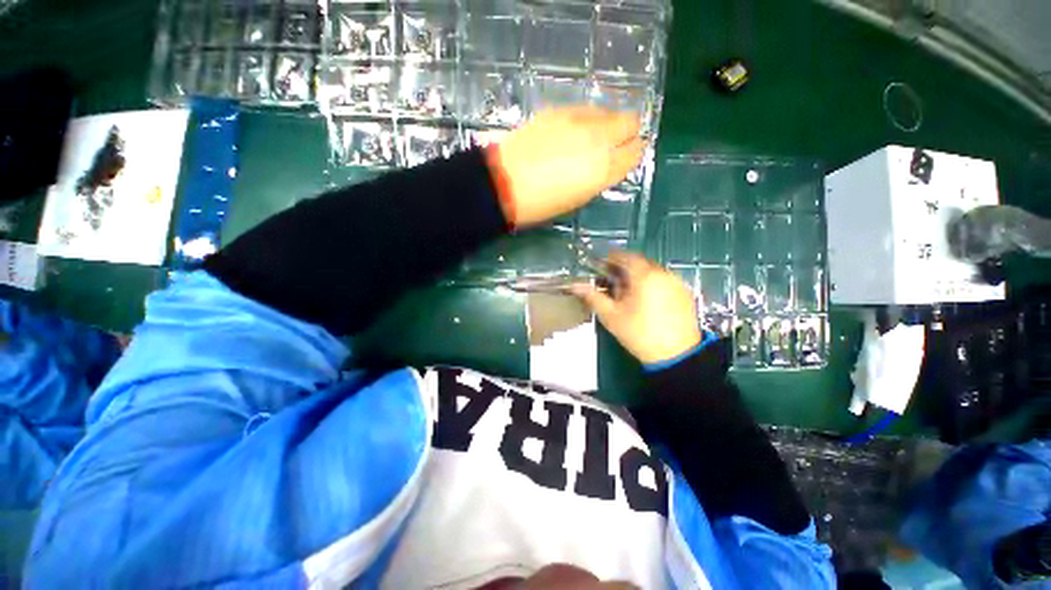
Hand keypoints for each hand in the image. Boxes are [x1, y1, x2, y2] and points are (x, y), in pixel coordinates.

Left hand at [491, 107, 644, 226]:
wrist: (503, 183)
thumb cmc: (542, 203)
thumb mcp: (579, 198)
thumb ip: (600, 176)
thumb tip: (607, 162)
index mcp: (605, 168)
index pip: (636, 151)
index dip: (632, 153)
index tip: (624, 158)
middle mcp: (599, 138)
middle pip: (631, 121)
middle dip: (626, 132)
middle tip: (611, 145)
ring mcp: (579, 119)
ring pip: (608, 111)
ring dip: (605, 124)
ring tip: (586, 140)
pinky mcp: (559, 110)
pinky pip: (584, 109)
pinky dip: (585, 120)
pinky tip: (569, 133)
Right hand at [572, 251, 702, 365]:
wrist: (676, 356)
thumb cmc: (639, 334)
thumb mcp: (611, 316)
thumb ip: (593, 297)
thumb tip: (575, 285)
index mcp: (645, 276)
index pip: (626, 256)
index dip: (611, 258)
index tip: (601, 265)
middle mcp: (664, 274)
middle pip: (640, 263)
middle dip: (624, 269)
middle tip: (612, 282)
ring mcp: (677, 283)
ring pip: (653, 272)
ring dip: (638, 277)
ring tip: (628, 294)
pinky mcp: (685, 293)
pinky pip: (664, 281)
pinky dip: (652, 284)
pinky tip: (646, 301)